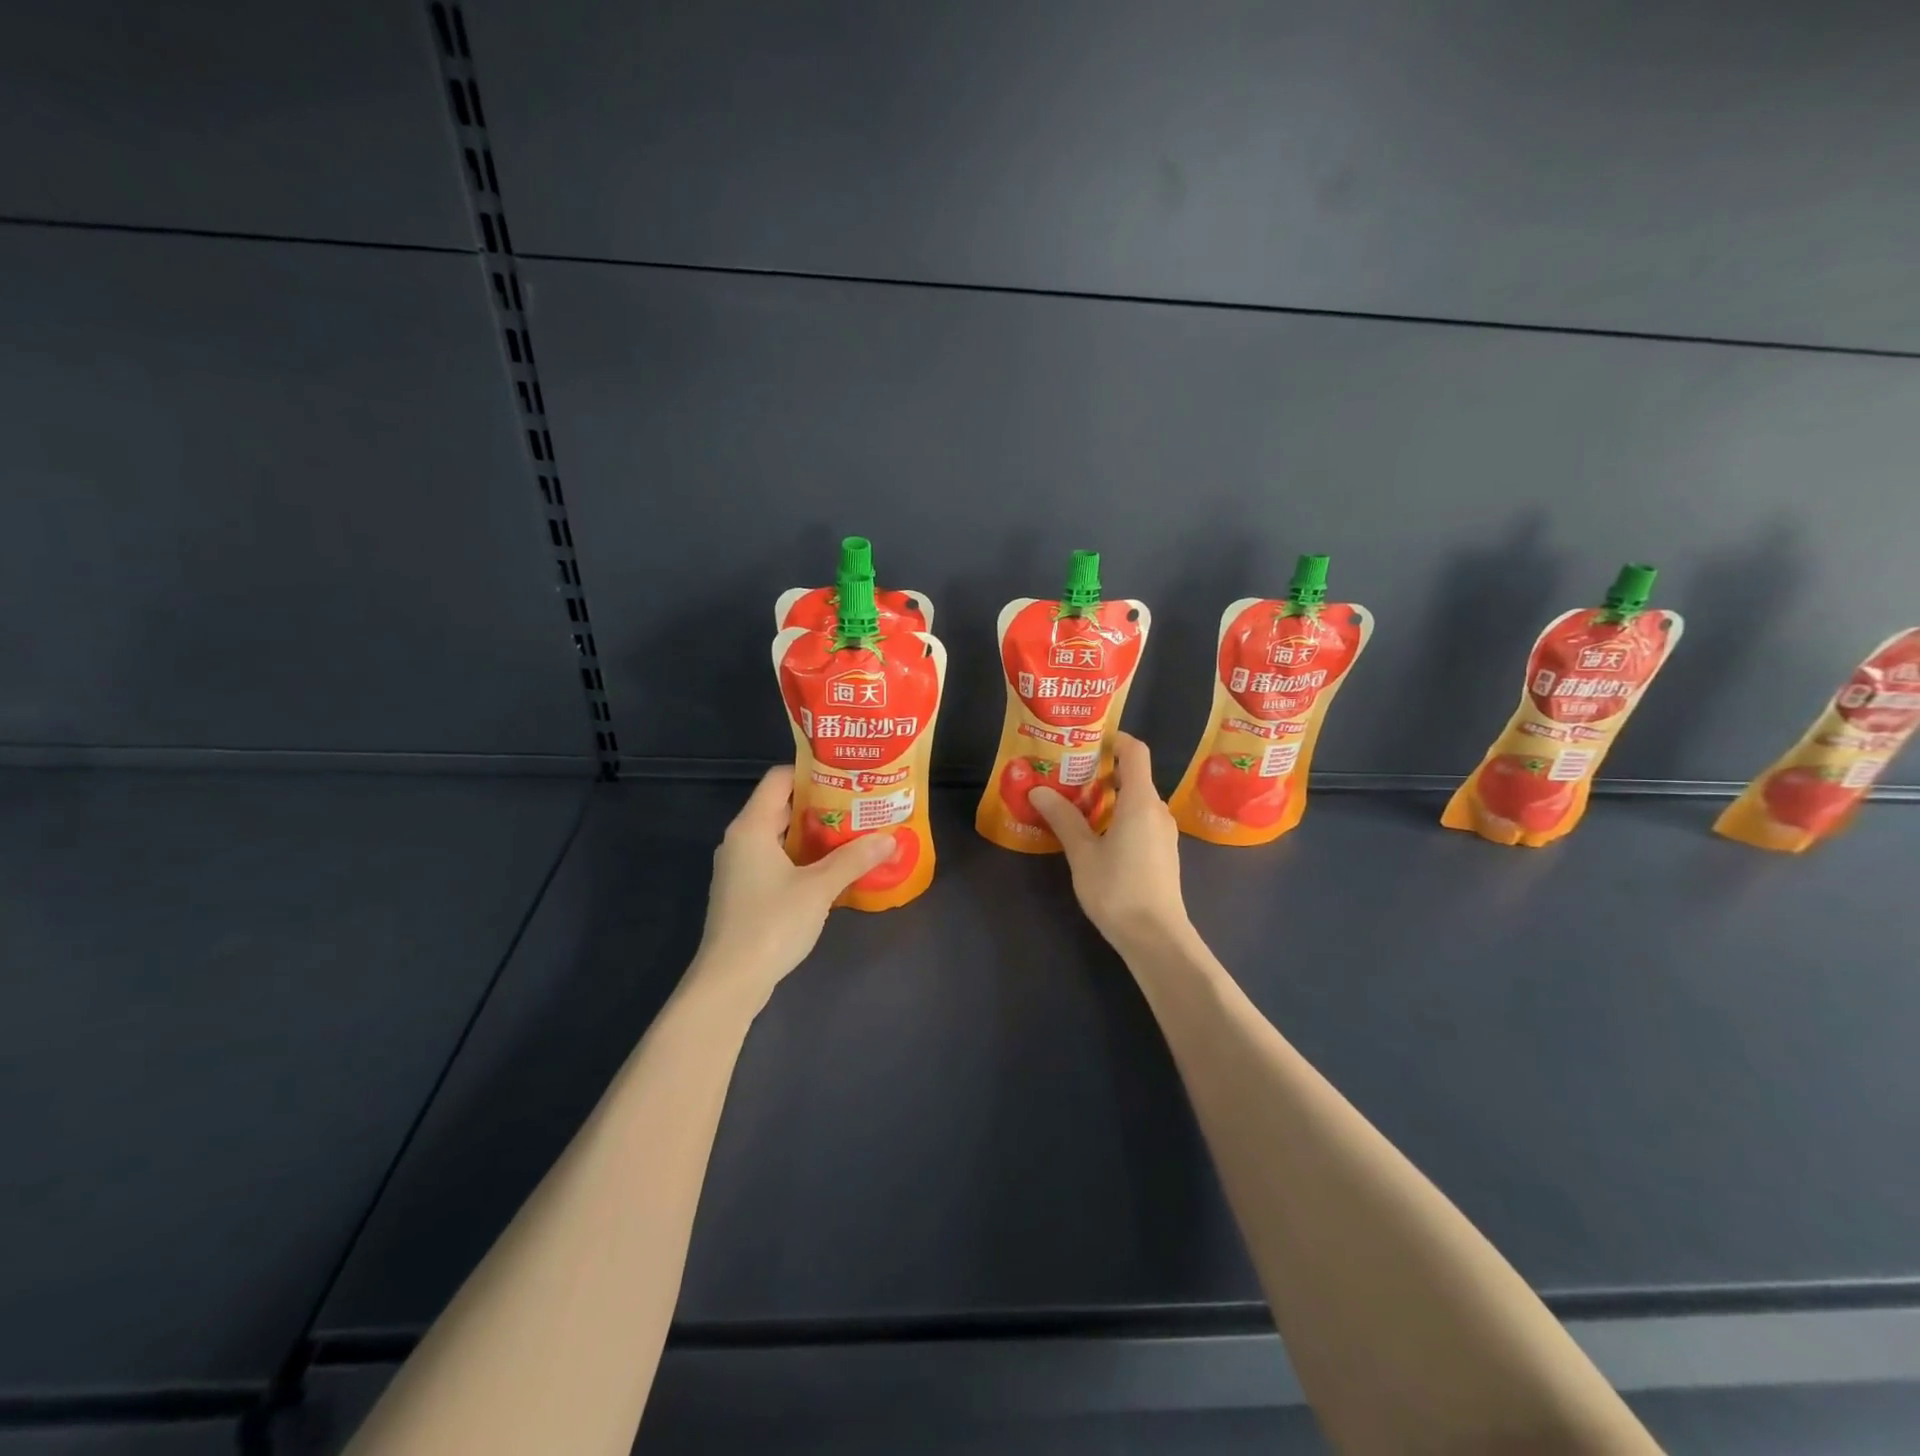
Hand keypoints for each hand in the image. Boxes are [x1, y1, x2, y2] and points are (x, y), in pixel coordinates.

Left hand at [688, 767, 897, 1005]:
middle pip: (781, 806)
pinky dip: (802, 858)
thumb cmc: (771, 924)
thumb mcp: (819, 888)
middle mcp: (740, 840)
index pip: (778, 779)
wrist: (729, 982)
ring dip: (814, 834)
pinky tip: (831, 869)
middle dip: (821, 805)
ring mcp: (739, 868)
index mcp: (751, 827)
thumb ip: (854, 859)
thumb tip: (890, 837)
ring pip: (779, 836)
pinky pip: (775, 860)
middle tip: (859, 804)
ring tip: (853, 833)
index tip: (847, 775)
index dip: (812, 772)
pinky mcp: (743, 892)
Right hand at [1030, 733, 1192, 956]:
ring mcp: (1163, 832)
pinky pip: (1140, 819)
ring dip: (1107, 795)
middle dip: (1101, 769)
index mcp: (1140, 801)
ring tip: (1073, 802)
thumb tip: (1038, 790)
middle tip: (1066, 772)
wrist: (1156, 937)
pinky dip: (1118, 815)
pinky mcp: (1162, 852)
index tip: (1085, 741)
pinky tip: (1094, 833)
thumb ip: (1063, 818)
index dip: (1114, 739)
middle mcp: (1157, 810)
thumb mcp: (1083, 853)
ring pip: (1136, 799)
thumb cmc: (1118, 890)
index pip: (1135, 751)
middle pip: (1133, 775)